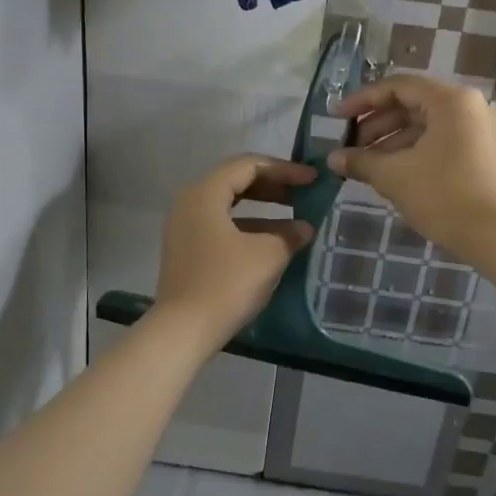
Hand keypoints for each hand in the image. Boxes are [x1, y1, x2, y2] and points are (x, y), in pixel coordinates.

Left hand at [156, 155, 316, 340]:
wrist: (183, 330)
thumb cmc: (226, 283)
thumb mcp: (268, 255)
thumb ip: (290, 235)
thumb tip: (304, 228)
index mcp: (205, 192)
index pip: (249, 165)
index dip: (284, 169)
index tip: (312, 180)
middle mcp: (190, 202)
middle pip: (236, 181)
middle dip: (273, 186)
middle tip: (304, 193)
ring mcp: (185, 227)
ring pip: (229, 205)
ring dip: (263, 209)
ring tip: (295, 220)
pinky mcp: (187, 249)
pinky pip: (222, 226)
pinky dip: (249, 227)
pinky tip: (273, 243)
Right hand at [328, 75, 495, 253]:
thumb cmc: (443, 195)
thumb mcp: (394, 176)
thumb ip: (361, 161)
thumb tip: (333, 159)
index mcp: (449, 100)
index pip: (396, 87)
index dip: (362, 100)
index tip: (336, 118)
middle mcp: (467, 107)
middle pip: (410, 105)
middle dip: (375, 125)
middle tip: (349, 147)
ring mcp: (476, 130)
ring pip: (423, 126)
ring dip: (390, 142)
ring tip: (364, 165)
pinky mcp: (479, 153)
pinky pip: (438, 141)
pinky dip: (411, 152)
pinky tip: (389, 173)